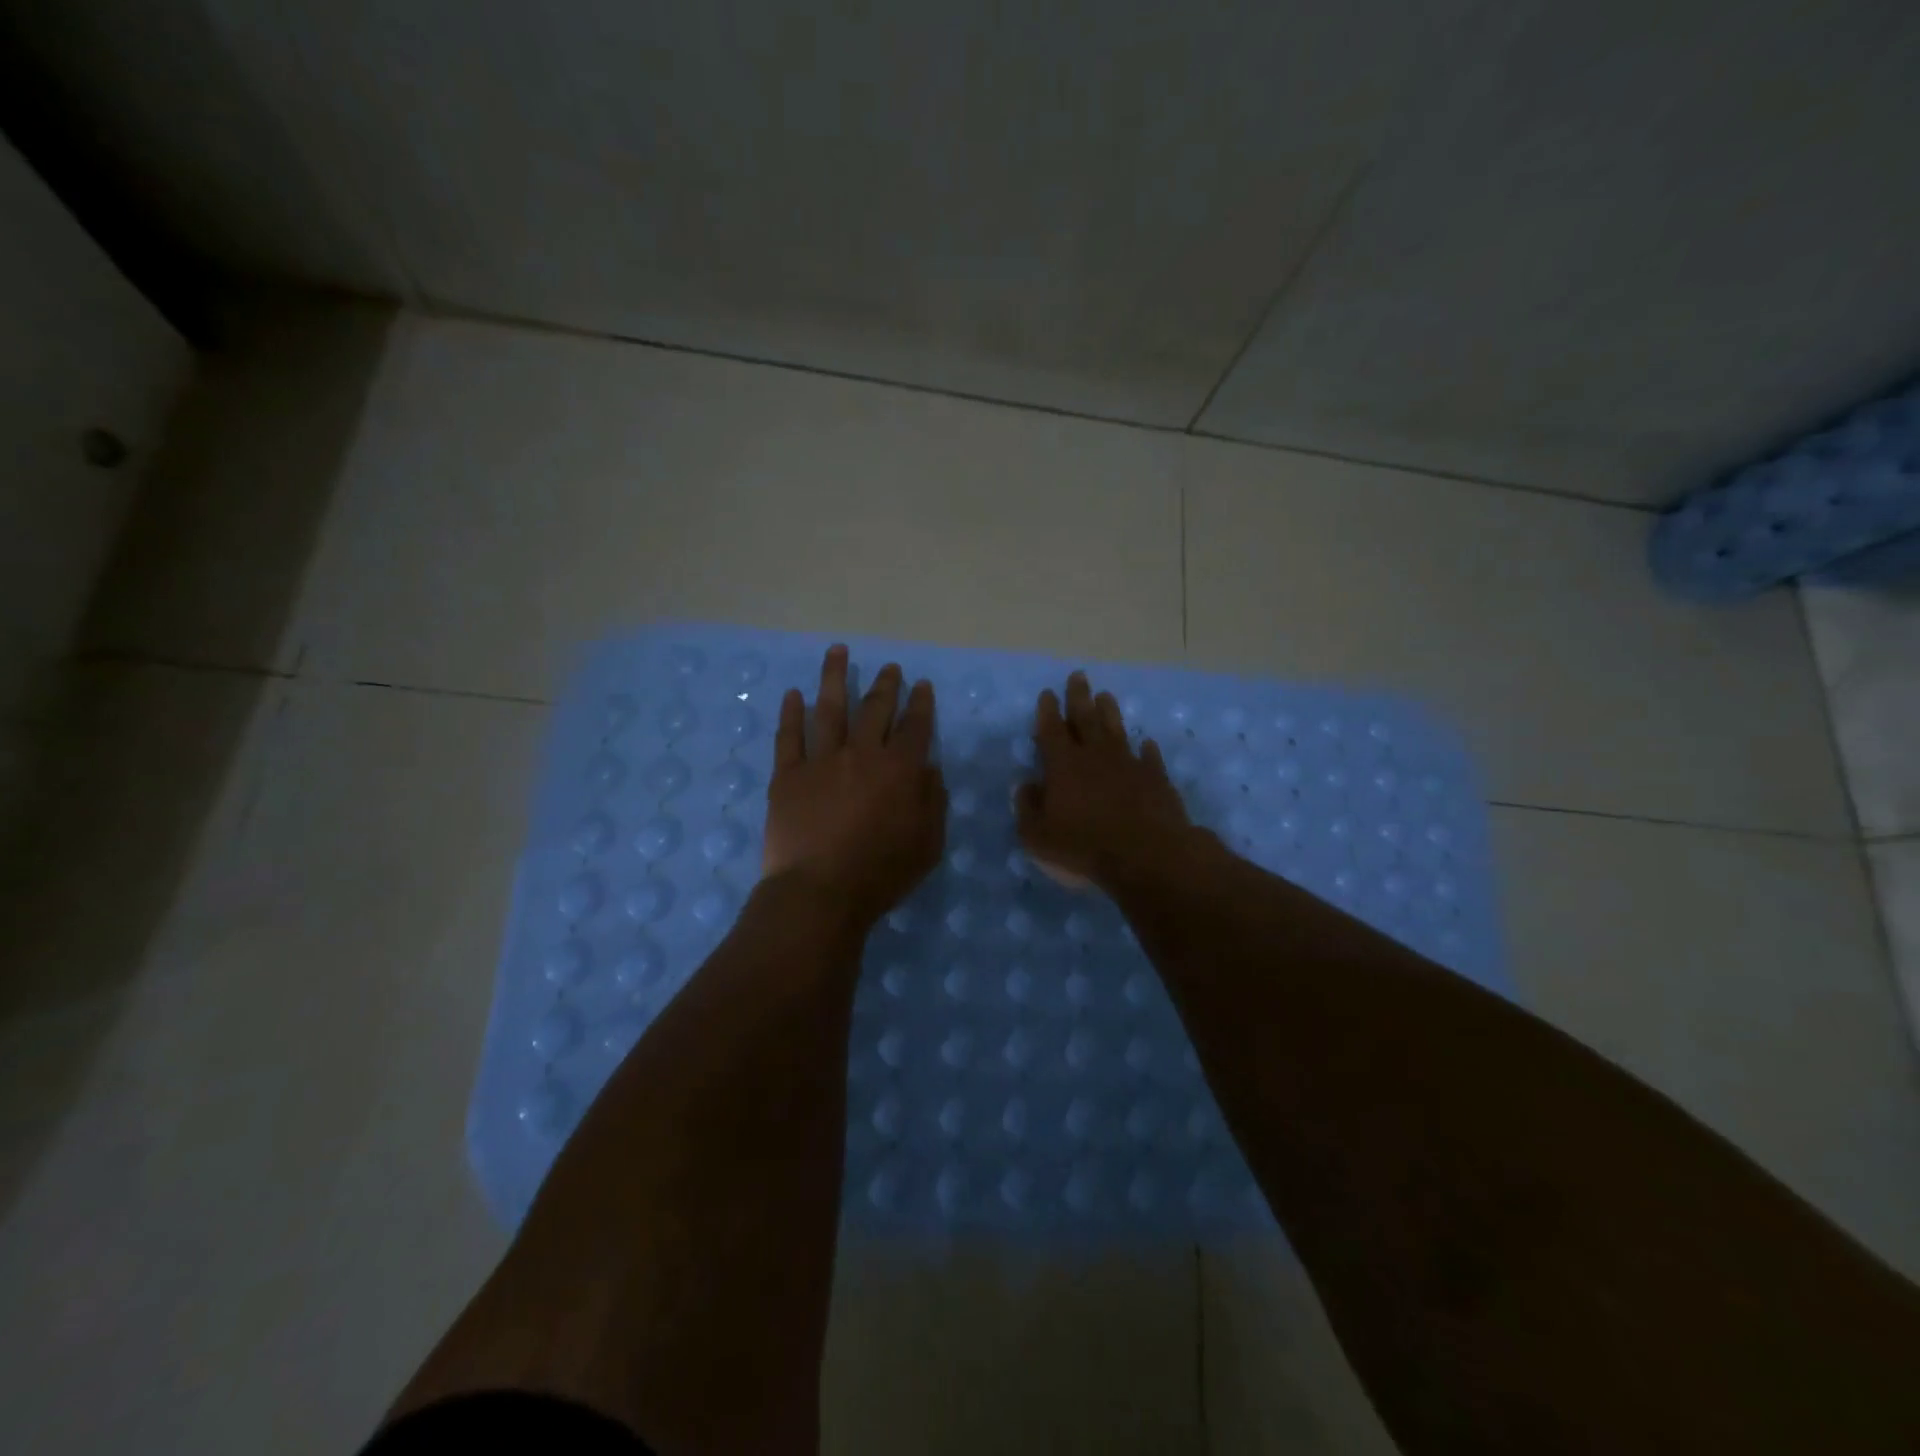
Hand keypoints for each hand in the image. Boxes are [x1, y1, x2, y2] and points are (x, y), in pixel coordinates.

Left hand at [763, 645, 947, 931]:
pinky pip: (789, 736)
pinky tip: (793, 694)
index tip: (922, 686)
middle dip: (885, 685)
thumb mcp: (928, 844)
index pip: (915, 726)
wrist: (820, 892)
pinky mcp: (788, 775)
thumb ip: (932, 801)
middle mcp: (862, 754)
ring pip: (829, 708)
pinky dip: (791, 713)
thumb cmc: (881, 874)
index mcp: (900, 770)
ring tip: (837, 651)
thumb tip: (930, 768)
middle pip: (875, 709)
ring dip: (834, 677)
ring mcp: (821, 761)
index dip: (921, 704)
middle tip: (890, 667)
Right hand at [1017, 670, 1198, 891]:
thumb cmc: (1084, 846)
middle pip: (1086, 718)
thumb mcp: (1038, 836)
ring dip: (1110, 712)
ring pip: (1117, 730)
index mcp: (1063, 765)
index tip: (1048, 692)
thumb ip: (1027, 808)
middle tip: (1078, 676)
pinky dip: (1147, 750)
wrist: (1147, 855)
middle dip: (1079, 696)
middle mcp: (1096, 756)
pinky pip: (1150, 758)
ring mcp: (1129, 764)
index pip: (1051, 730)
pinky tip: (1147, 743)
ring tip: (1106, 696)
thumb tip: (1025, 786)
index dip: (1047, 711)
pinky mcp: (1156, 779)